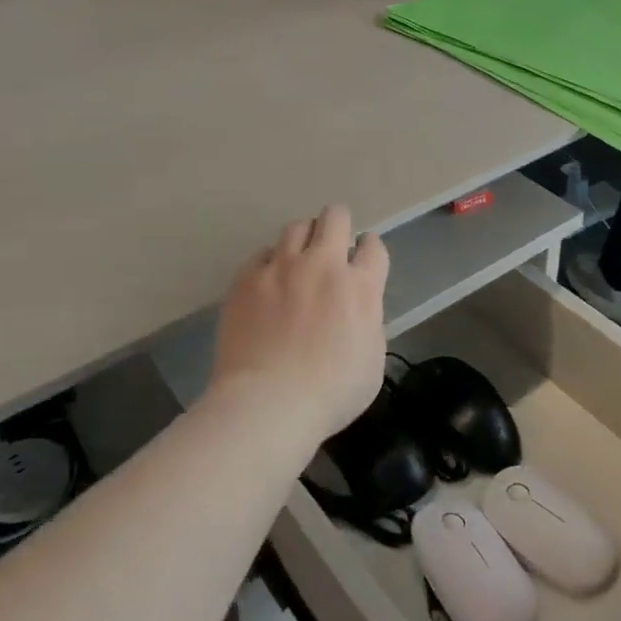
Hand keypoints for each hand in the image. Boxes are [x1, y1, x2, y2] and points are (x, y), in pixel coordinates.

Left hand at [210, 205, 389, 439]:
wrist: (267, 403)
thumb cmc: (329, 394)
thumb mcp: (372, 361)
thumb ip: (369, 321)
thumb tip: (359, 307)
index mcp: (359, 286)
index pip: (373, 246)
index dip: (369, 249)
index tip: (362, 259)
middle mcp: (322, 265)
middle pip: (335, 217)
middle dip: (338, 224)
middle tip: (332, 243)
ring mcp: (281, 267)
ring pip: (296, 227)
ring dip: (304, 238)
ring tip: (298, 258)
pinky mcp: (247, 278)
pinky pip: (262, 254)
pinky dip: (270, 262)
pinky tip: (268, 281)